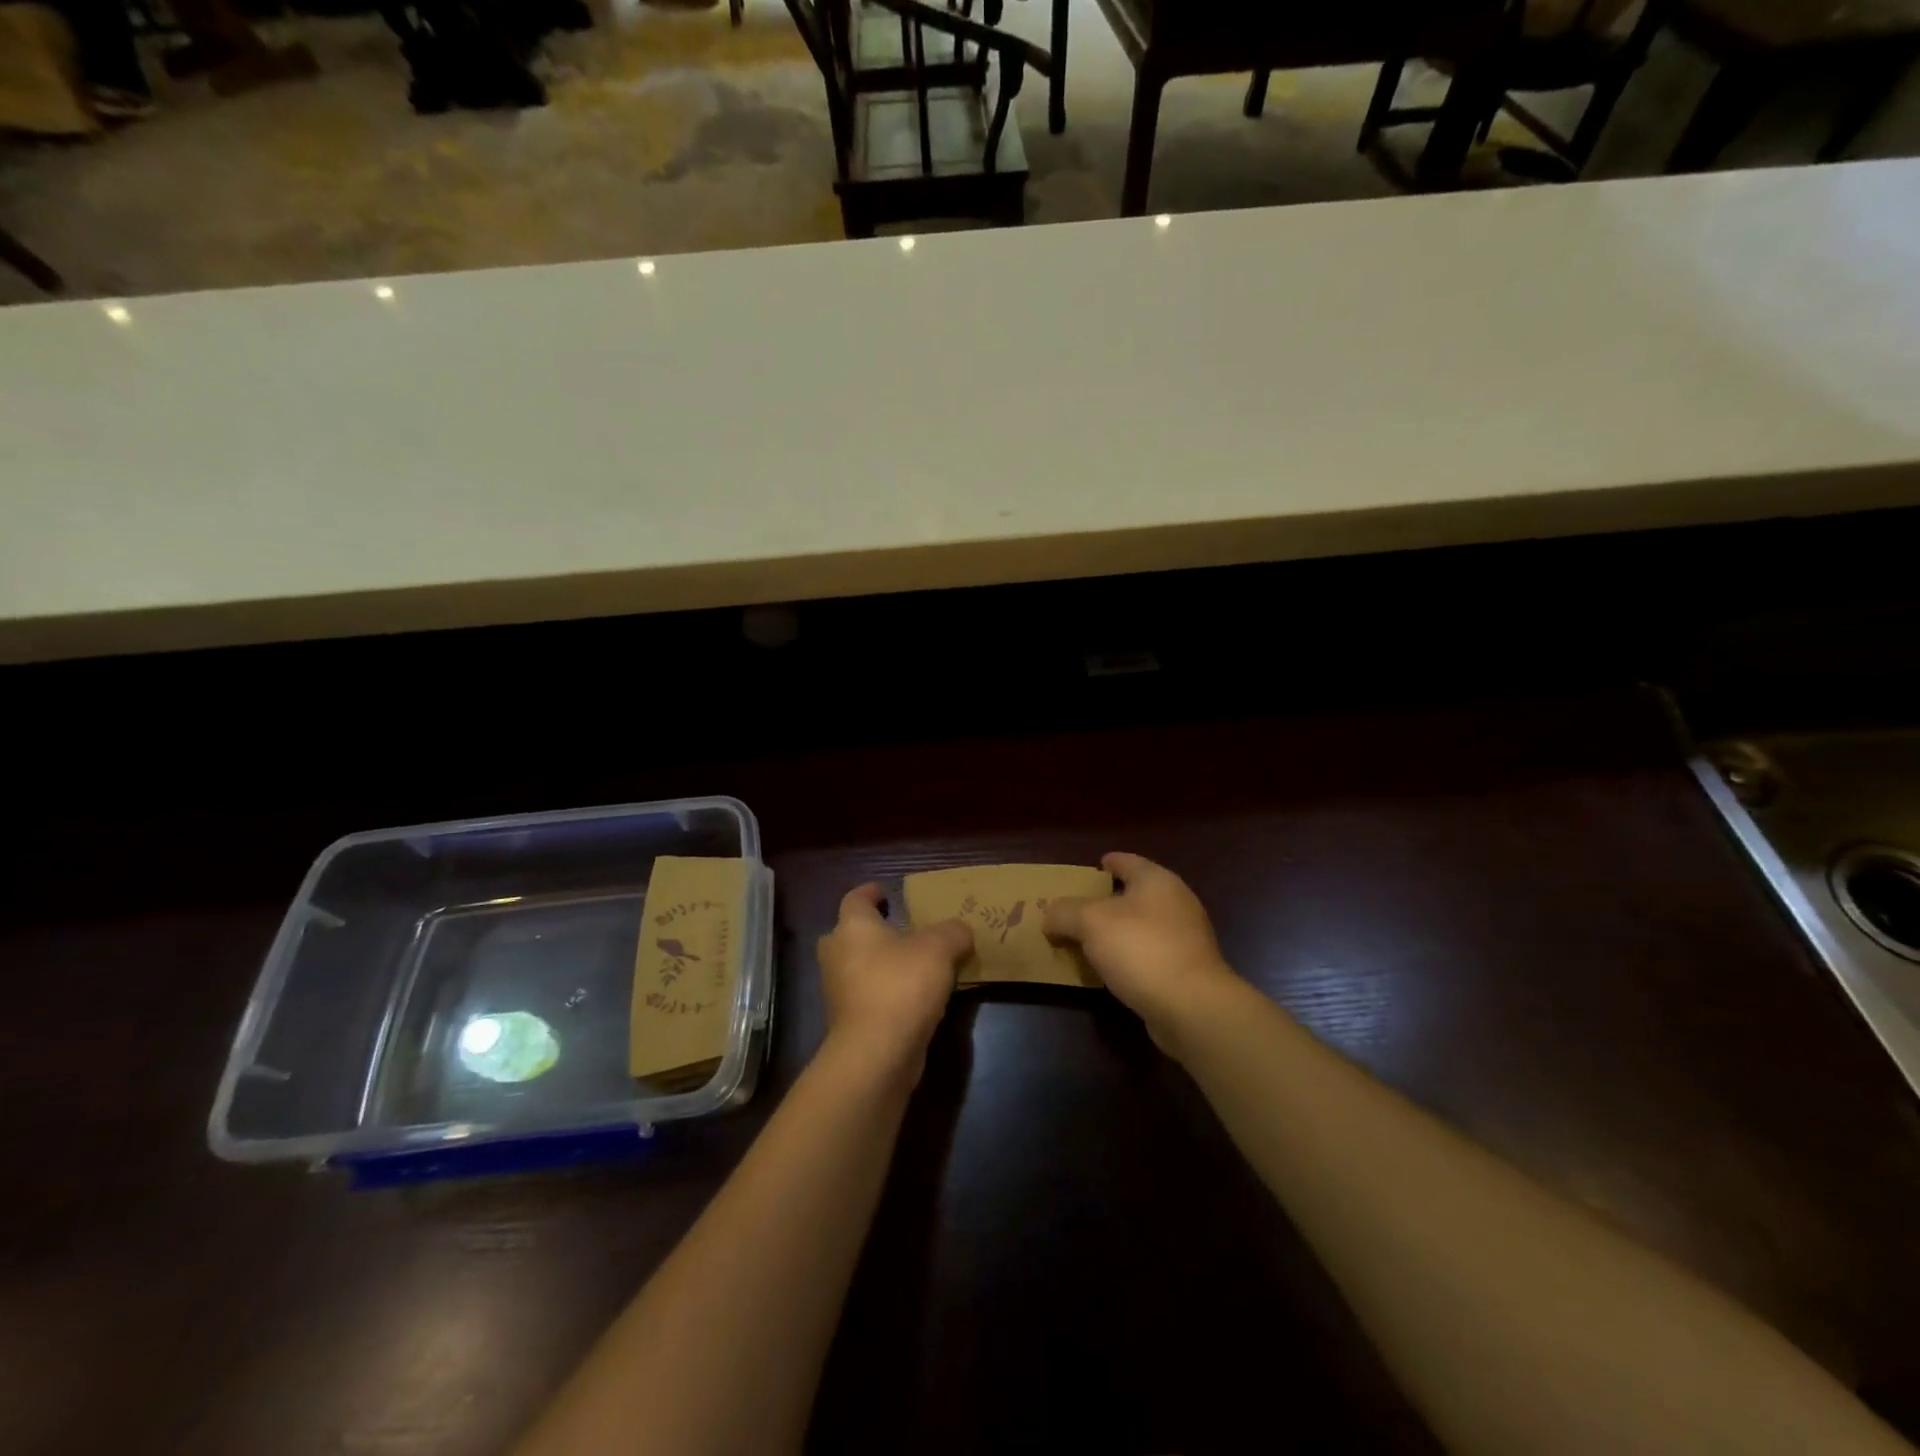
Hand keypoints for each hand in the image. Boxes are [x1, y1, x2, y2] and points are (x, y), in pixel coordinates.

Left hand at [816, 883, 970, 1082]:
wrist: (877, 1052)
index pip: (855, 898)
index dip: (870, 892)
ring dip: (881, 964)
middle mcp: (837, 954)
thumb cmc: (902, 984)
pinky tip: (913, 997)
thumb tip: (959, 931)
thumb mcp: (940, 948)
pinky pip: (867, 995)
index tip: (885, 891)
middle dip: (872, 931)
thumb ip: (953, 932)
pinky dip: (885, 992)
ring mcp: (838, 990)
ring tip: (915, 964)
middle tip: (901, 930)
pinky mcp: (847, 1022)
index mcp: (852, 926)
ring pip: (858, 967)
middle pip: (850, 933)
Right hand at [1044, 852, 1237, 1053]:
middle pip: (1135, 894)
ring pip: (1142, 926)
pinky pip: (1149, 954)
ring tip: (1087, 942)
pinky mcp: (1187, 970)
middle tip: (1077, 909)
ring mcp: (1186, 938)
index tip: (1091, 868)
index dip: (1108, 863)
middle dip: (1107, 901)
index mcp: (1157, 880)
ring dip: (1117, 932)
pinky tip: (1109, 970)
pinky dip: (1129, 957)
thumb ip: (1064, 912)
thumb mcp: (1090, 922)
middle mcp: (1176, 903)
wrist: (1191, 1007)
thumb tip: (1049, 915)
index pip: (1127, 861)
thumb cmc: (1141, 949)